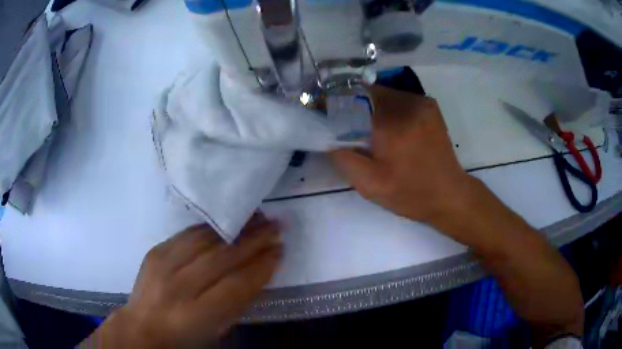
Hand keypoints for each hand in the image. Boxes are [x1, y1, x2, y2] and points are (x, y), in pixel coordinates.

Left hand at [83, 214, 281, 347]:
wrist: (142, 325)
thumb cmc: (185, 336)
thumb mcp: (216, 329)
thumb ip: (238, 303)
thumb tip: (260, 272)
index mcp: (196, 315)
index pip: (236, 285)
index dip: (261, 267)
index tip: (280, 251)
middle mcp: (178, 287)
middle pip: (221, 257)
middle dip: (253, 240)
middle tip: (276, 226)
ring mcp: (163, 265)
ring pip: (205, 240)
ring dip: (235, 227)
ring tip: (257, 217)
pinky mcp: (156, 251)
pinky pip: (187, 234)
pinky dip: (212, 227)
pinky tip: (228, 221)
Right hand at [331, 86, 472, 227]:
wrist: (449, 195)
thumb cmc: (410, 193)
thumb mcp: (370, 185)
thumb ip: (343, 158)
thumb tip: (327, 137)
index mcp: (392, 122)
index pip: (353, 95)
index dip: (336, 102)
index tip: (328, 115)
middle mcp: (408, 103)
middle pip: (369, 92)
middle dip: (354, 105)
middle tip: (350, 128)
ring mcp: (422, 102)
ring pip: (385, 94)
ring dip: (372, 107)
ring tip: (371, 131)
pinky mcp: (430, 107)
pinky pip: (400, 99)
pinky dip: (389, 109)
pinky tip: (391, 129)